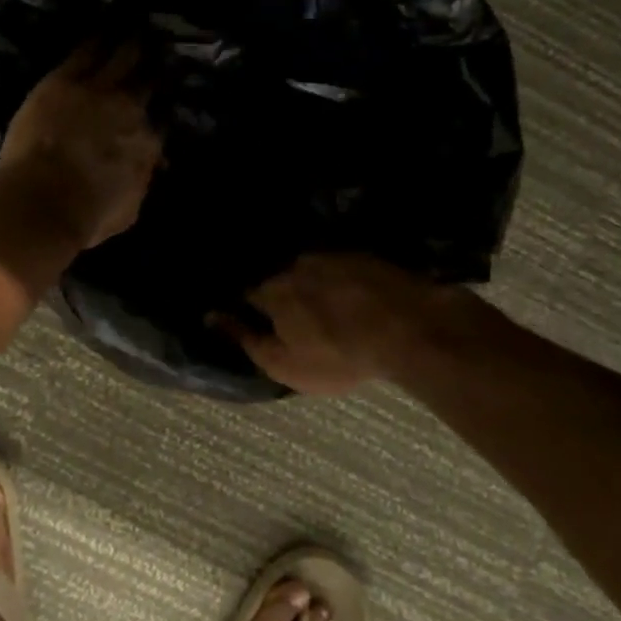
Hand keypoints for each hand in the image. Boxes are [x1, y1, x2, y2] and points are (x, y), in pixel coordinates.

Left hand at [0, 43, 163, 247]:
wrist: (46, 200)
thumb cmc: (87, 215)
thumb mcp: (128, 208)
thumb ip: (139, 183)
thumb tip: (147, 170)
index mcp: (147, 144)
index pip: (158, 122)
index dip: (159, 111)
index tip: (160, 103)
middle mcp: (130, 109)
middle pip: (147, 80)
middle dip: (154, 65)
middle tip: (159, 48)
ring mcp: (98, 90)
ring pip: (122, 56)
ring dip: (131, 42)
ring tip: (138, 27)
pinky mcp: (64, 80)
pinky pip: (86, 51)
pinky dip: (98, 38)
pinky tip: (104, 24)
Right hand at [217, 254, 473, 395]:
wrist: (408, 328)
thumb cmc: (338, 356)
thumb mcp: (284, 363)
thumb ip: (245, 339)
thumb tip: (211, 316)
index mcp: (273, 291)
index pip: (248, 295)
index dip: (249, 308)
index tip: (256, 319)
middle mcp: (297, 265)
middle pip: (282, 279)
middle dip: (285, 294)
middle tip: (298, 317)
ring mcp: (334, 256)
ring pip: (314, 271)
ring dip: (315, 286)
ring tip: (329, 306)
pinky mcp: (366, 256)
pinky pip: (344, 267)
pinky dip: (343, 280)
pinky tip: (356, 297)